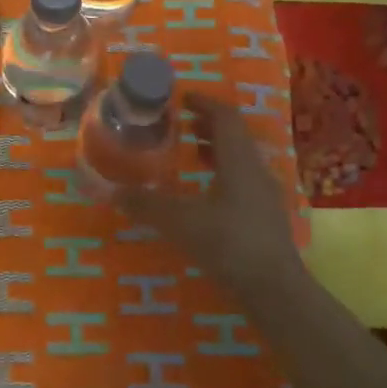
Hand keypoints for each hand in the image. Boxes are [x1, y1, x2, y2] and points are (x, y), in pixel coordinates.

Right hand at [117, 94, 303, 294]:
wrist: (274, 289)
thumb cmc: (228, 244)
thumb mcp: (180, 222)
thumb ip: (146, 204)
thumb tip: (112, 192)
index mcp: (239, 160)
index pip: (225, 116)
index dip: (203, 102)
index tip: (181, 98)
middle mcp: (256, 170)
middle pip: (234, 136)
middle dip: (207, 125)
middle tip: (179, 124)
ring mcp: (265, 195)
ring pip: (240, 160)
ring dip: (216, 151)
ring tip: (189, 154)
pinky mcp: (267, 217)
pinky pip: (243, 182)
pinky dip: (222, 175)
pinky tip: (205, 195)